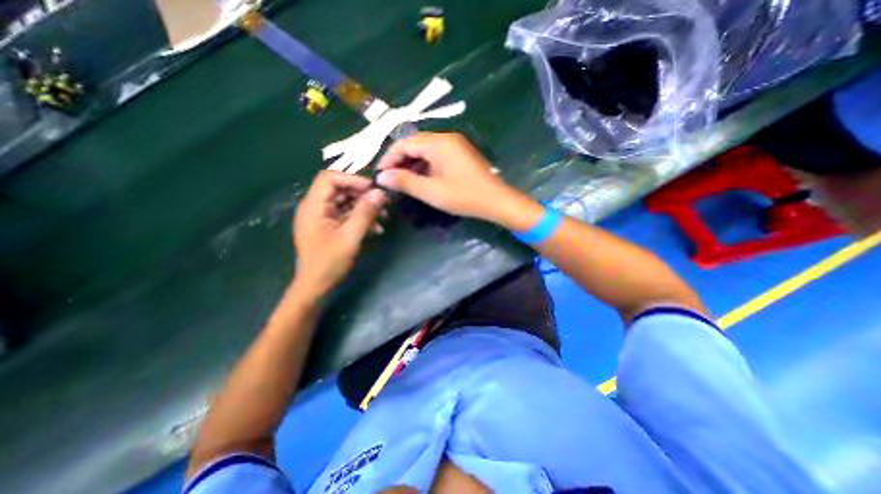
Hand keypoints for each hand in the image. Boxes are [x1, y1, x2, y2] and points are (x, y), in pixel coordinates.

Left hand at [292, 171, 385, 295]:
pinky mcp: (329, 228)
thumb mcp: (350, 237)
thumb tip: (380, 193)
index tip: (373, 190)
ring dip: (365, 208)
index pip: (330, 178)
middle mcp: (316, 208)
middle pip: (340, 189)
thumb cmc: (329, 263)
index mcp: (313, 206)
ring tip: (384, 216)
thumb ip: (365, 213)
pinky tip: (377, 229)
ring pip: (345, 203)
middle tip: (383, 203)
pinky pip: (346, 216)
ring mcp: (322, 218)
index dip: (352, 180)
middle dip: (363, 195)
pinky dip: (361, 219)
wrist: (315, 287)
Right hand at [372, 132, 521, 220]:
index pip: (405, 143)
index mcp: (439, 143)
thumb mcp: (431, 191)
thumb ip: (405, 182)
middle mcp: (447, 138)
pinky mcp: (460, 154)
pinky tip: (421, 178)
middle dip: (400, 160)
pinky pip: (437, 155)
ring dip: (412, 163)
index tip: (380, 174)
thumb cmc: (464, 196)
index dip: (389, 158)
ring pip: (425, 149)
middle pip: (415, 144)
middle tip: (390, 179)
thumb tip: (382, 177)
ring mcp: (455, 145)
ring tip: (403, 181)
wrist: (496, 201)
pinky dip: (425, 165)